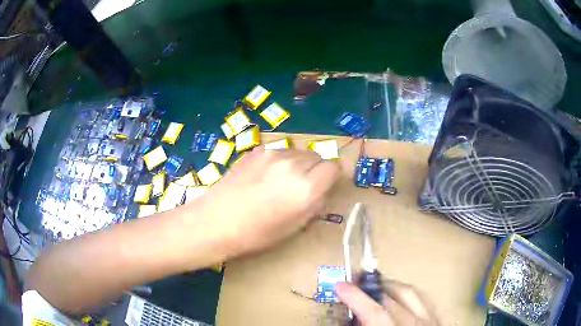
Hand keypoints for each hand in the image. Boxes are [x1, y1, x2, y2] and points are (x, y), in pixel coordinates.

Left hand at [196, 147, 340, 257]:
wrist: (216, 221)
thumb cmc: (256, 233)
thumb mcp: (294, 227)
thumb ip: (314, 205)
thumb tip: (321, 193)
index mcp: (306, 187)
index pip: (334, 168)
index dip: (331, 178)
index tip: (323, 187)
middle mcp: (293, 164)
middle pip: (317, 157)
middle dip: (315, 170)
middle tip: (301, 187)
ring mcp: (272, 154)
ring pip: (298, 152)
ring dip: (298, 164)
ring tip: (281, 182)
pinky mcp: (256, 151)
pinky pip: (279, 151)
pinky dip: (280, 161)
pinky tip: (264, 176)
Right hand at [336, 281, 438, 325]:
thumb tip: (346, 322)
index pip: (375, 314)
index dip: (356, 298)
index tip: (340, 286)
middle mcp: (416, 325)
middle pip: (395, 299)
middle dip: (373, 288)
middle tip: (355, 283)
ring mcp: (431, 322)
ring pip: (412, 294)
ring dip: (391, 287)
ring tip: (375, 286)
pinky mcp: (438, 321)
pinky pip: (424, 300)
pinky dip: (408, 295)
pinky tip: (399, 299)